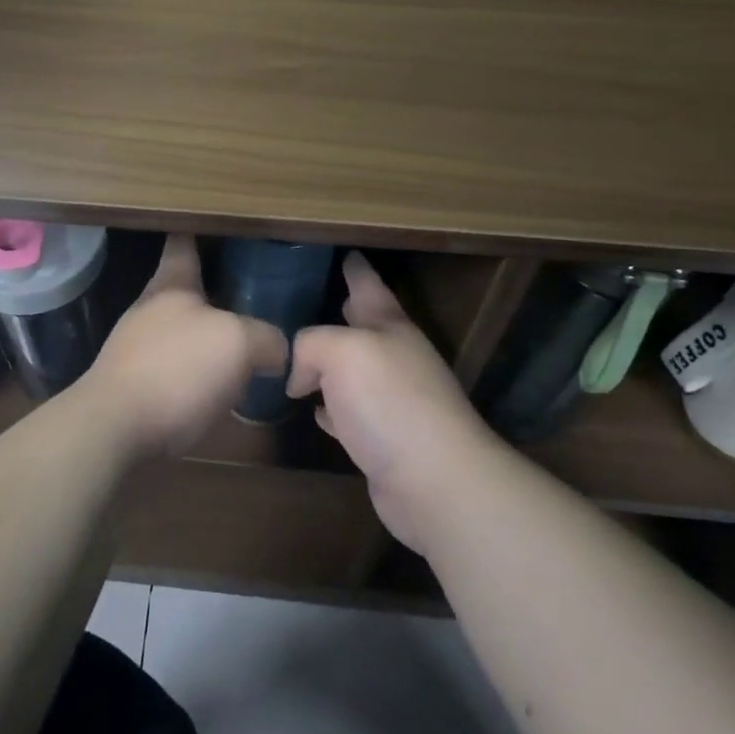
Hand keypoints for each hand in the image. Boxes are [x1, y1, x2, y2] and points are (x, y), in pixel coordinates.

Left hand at [78, 235, 287, 458]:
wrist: (115, 429)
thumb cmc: (176, 369)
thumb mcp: (237, 343)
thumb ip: (264, 338)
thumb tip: (276, 352)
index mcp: (170, 285)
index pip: (183, 245)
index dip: (196, 231)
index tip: (208, 221)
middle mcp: (150, 311)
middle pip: (183, 291)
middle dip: (211, 291)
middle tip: (249, 291)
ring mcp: (137, 350)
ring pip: (180, 332)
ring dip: (206, 337)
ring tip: (243, 346)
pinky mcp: (135, 388)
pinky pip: (176, 370)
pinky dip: (197, 374)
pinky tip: (220, 390)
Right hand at [287, 252, 499, 550]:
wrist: (435, 481)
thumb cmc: (390, 402)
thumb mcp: (341, 352)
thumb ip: (310, 345)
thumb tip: (300, 378)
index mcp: (389, 327)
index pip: (368, 286)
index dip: (355, 269)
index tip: (347, 252)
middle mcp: (394, 359)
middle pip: (362, 328)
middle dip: (340, 313)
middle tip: (310, 300)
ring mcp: (392, 401)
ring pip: (352, 372)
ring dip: (329, 365)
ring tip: (299, 358)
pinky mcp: (383, 440)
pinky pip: (348, 413)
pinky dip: (331, 409)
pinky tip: (314, 411)